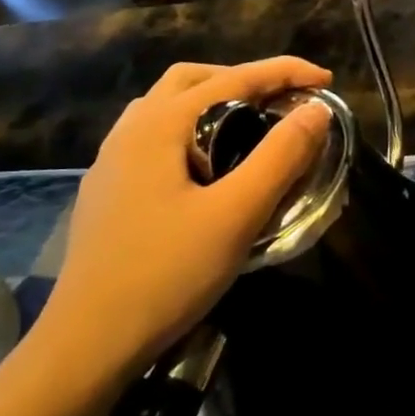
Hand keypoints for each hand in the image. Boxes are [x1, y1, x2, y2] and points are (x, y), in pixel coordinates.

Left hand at [36, 57, 333, 389]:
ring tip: (250, 129)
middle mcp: (131, 130)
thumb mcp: (236, 215)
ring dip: (214, 103)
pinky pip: (156, 137)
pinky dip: (192, 131)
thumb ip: (280, 157)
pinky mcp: (108, 191)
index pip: (233, 79)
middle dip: (244, 80)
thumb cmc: (166, 274)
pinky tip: (206, 169)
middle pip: (193, 80)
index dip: (284, 72)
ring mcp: (112, 161)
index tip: (327, 79)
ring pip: (168, 107)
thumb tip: (316, 110)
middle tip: (284, 103)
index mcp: (160, 125)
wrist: (87, 344)